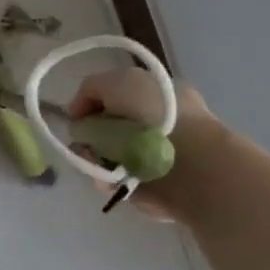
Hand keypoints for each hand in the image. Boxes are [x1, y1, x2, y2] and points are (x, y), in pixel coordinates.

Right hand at [67, 67, 216, 220]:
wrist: (191, 162)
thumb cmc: (156, 114)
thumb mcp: (117, 82)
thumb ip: (91, 90)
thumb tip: (81, 116)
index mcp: (157, 96)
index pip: (114, 99)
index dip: (91, 106)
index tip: (78, 117)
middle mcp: (156, 124)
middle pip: (107, 129)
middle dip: (90, 136)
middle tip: (84, 143)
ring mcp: (154, 157)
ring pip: (108, 156)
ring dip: (94, 158)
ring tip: (94, 162)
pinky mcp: (151, 188)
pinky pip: (116, 181)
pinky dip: (107, 179)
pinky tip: (107, 178)